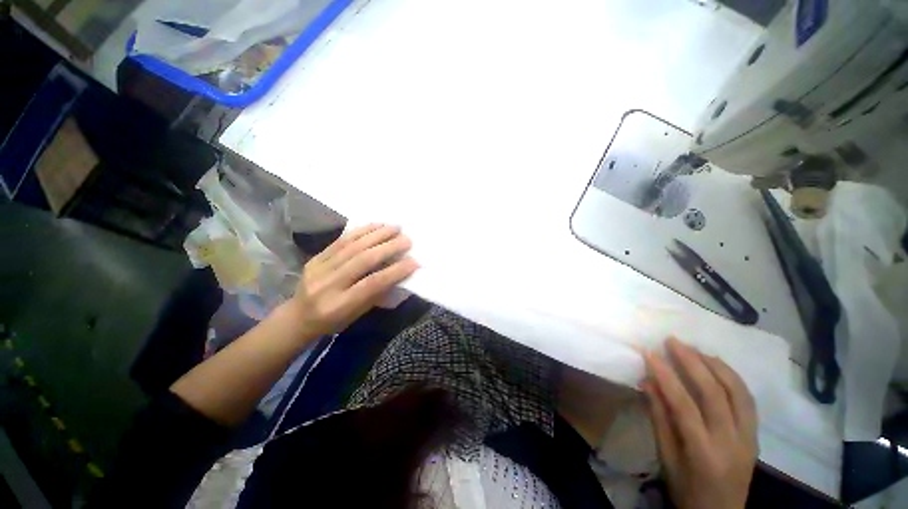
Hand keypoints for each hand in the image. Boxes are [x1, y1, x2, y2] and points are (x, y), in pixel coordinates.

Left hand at [287, 224, 418, 338]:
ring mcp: (319, 268)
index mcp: (339, 305)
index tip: (414, 262)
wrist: (297, 317)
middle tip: (407, 240)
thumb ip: (377, 294)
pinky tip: (376, 225)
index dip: (395, 271)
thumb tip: (398, 273)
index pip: (372, 284)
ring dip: (377, 234)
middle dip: (389, 247)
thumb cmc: (333, 321)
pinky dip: (361, 231)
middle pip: (363, 261)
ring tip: (395, 227)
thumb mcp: (357, 314)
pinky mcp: (315, 257)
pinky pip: (341, 241)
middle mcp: (328, 285)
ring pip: (353, 246)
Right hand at [641, 338, 757, 508]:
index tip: (649, 353)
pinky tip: (718, 366)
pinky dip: (733, 378)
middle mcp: (731, 442)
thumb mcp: (666, 459)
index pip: (683, 405)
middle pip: (714, 394)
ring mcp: (749, 438)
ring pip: (738, 393)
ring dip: (716, 365)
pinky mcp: (756, 435)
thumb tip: (647, 382)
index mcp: (704, 453)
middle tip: (673, 341)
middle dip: (692, 362)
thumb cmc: (686, 489)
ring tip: (695, 349)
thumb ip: (658, 419)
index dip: (665, 376)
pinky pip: (748, 400)